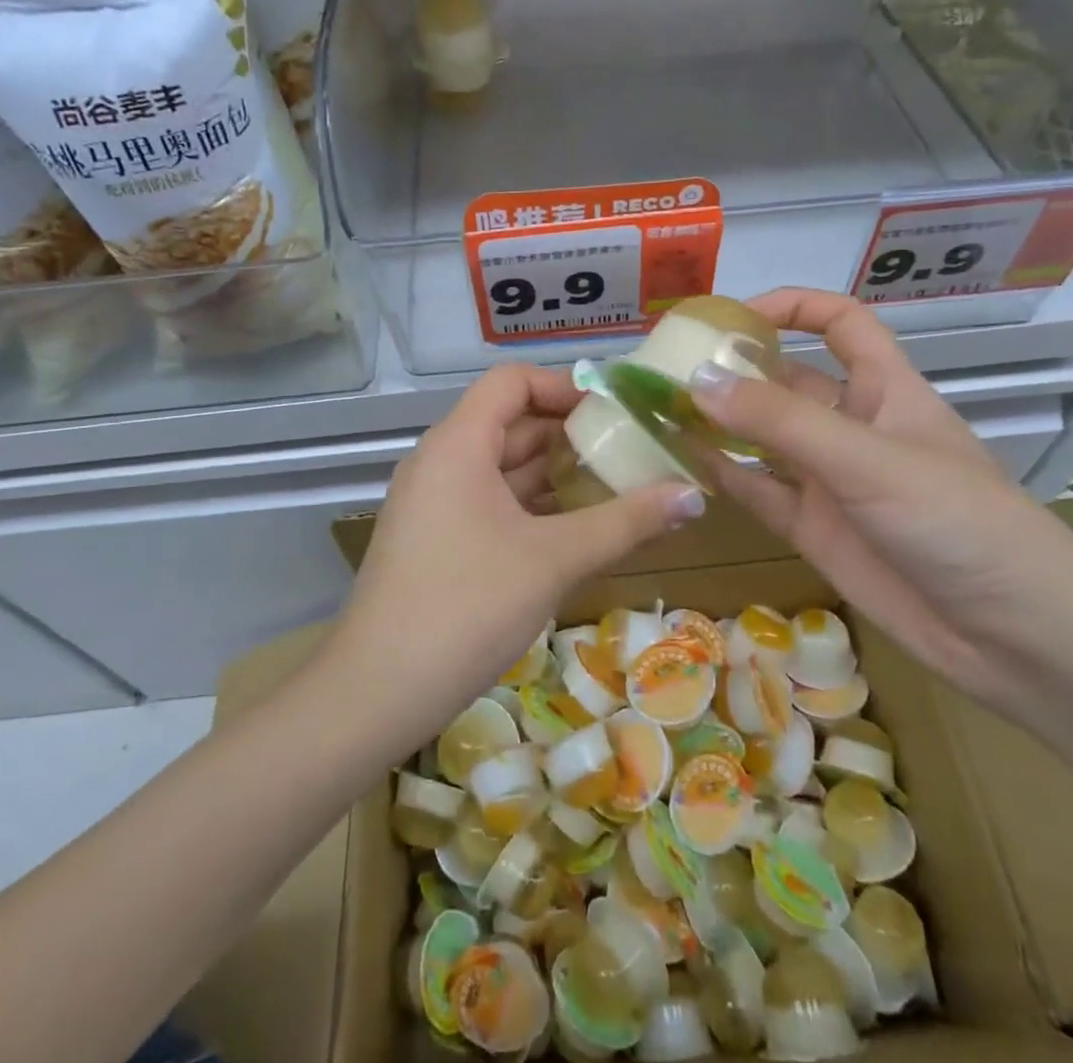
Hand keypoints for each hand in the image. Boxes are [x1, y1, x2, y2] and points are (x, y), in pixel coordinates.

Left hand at [330, 364, 703, 754]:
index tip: (616, 409)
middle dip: (570, 433)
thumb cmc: (468, 606)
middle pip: (509, 422)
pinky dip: (531, 505)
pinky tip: (575, 527)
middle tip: (631, 448)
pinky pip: (489, 502)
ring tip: (616, 484)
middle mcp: (440, 461)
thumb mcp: (554, 560)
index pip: (511, 382)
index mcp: (458, 444)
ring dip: (554, 472)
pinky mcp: (435, 539)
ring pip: (501, 467)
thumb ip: (625, 522)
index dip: (564, 385)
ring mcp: (434, 502)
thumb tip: (694, 496)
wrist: (378, 691)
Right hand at [688, 288, 1072, 702]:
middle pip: (788, 381)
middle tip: (668, 369)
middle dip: (736, 371)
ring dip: (719, 423)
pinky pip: (759, 491)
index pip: (840, 324)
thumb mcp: (867, 459)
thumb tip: (697, 380)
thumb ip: (780, 421)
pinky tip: (682, 462)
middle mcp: (852, 427)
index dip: (792, 308)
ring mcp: (831, 481)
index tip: (731, 316)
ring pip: (764, 438)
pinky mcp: (814, 529)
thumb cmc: (956, 521)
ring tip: (659, 410)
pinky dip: (724, 475)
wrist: (1012, 636)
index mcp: (885, 389)